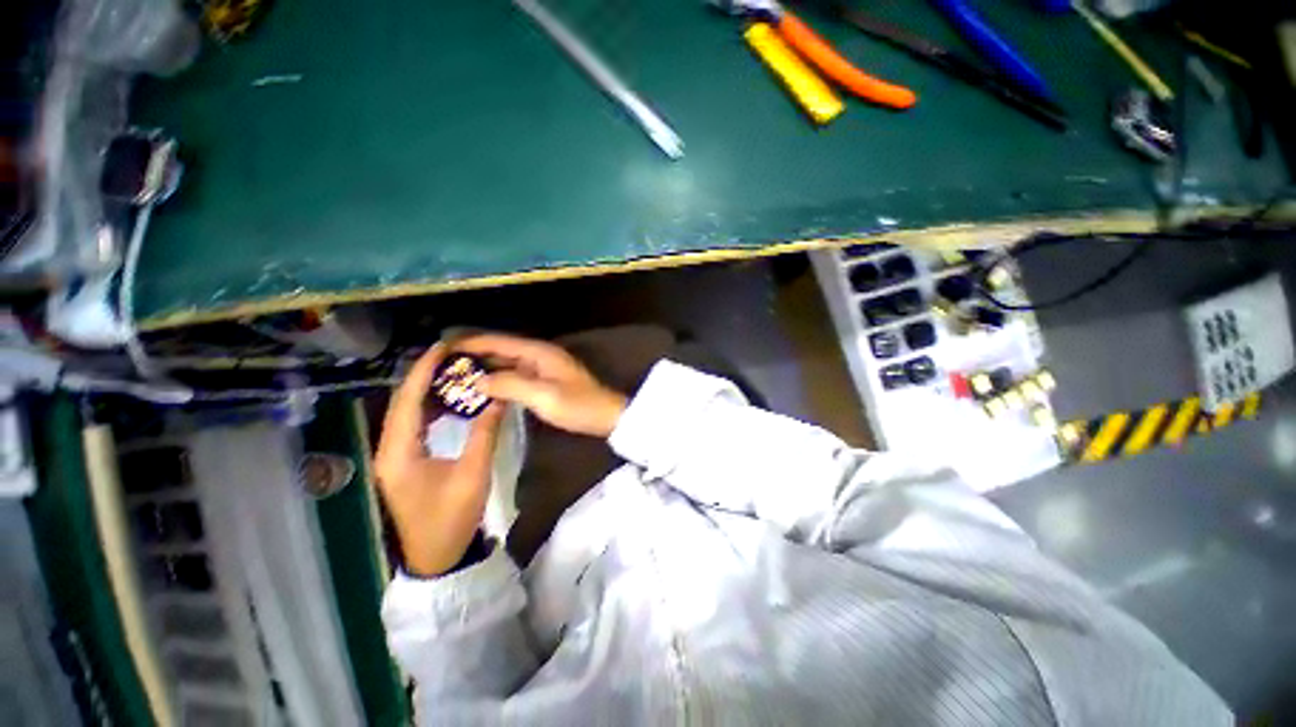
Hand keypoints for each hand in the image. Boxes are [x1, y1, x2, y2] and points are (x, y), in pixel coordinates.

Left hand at [374, 345, 503, 576]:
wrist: (436, 557)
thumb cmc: (451, 518)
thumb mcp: (473, 474)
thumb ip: (485, 433)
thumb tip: (498, 398)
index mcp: (399, 451)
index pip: (408, 400)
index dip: (423, 370)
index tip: (443, 347)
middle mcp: (389, 449)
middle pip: (403, 402)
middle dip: (425, 375)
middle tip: (454, 356)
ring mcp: (395, 456)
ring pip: (408, 412)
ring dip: (429, 390)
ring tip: (454, 371)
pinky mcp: (405, 462)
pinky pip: (415, 425)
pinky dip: (432, 409)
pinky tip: (450, 401)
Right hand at [454, 334, 626, 437]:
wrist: (606, 416)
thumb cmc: (577, 405)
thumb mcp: (543, 396)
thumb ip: (509, 385)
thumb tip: (477, 381)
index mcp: (538, 351)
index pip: (499, 341)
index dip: (471, 342)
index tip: (443, 347)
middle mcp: (539, 354)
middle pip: (501, 349)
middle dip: (474, 355)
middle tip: (444, 365)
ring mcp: (543, 367)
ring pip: (507, 363)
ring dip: (485, 367)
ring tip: (456, 377)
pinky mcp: (545, 381)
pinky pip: (516, 375)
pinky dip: (499, 379)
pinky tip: (484, 390)